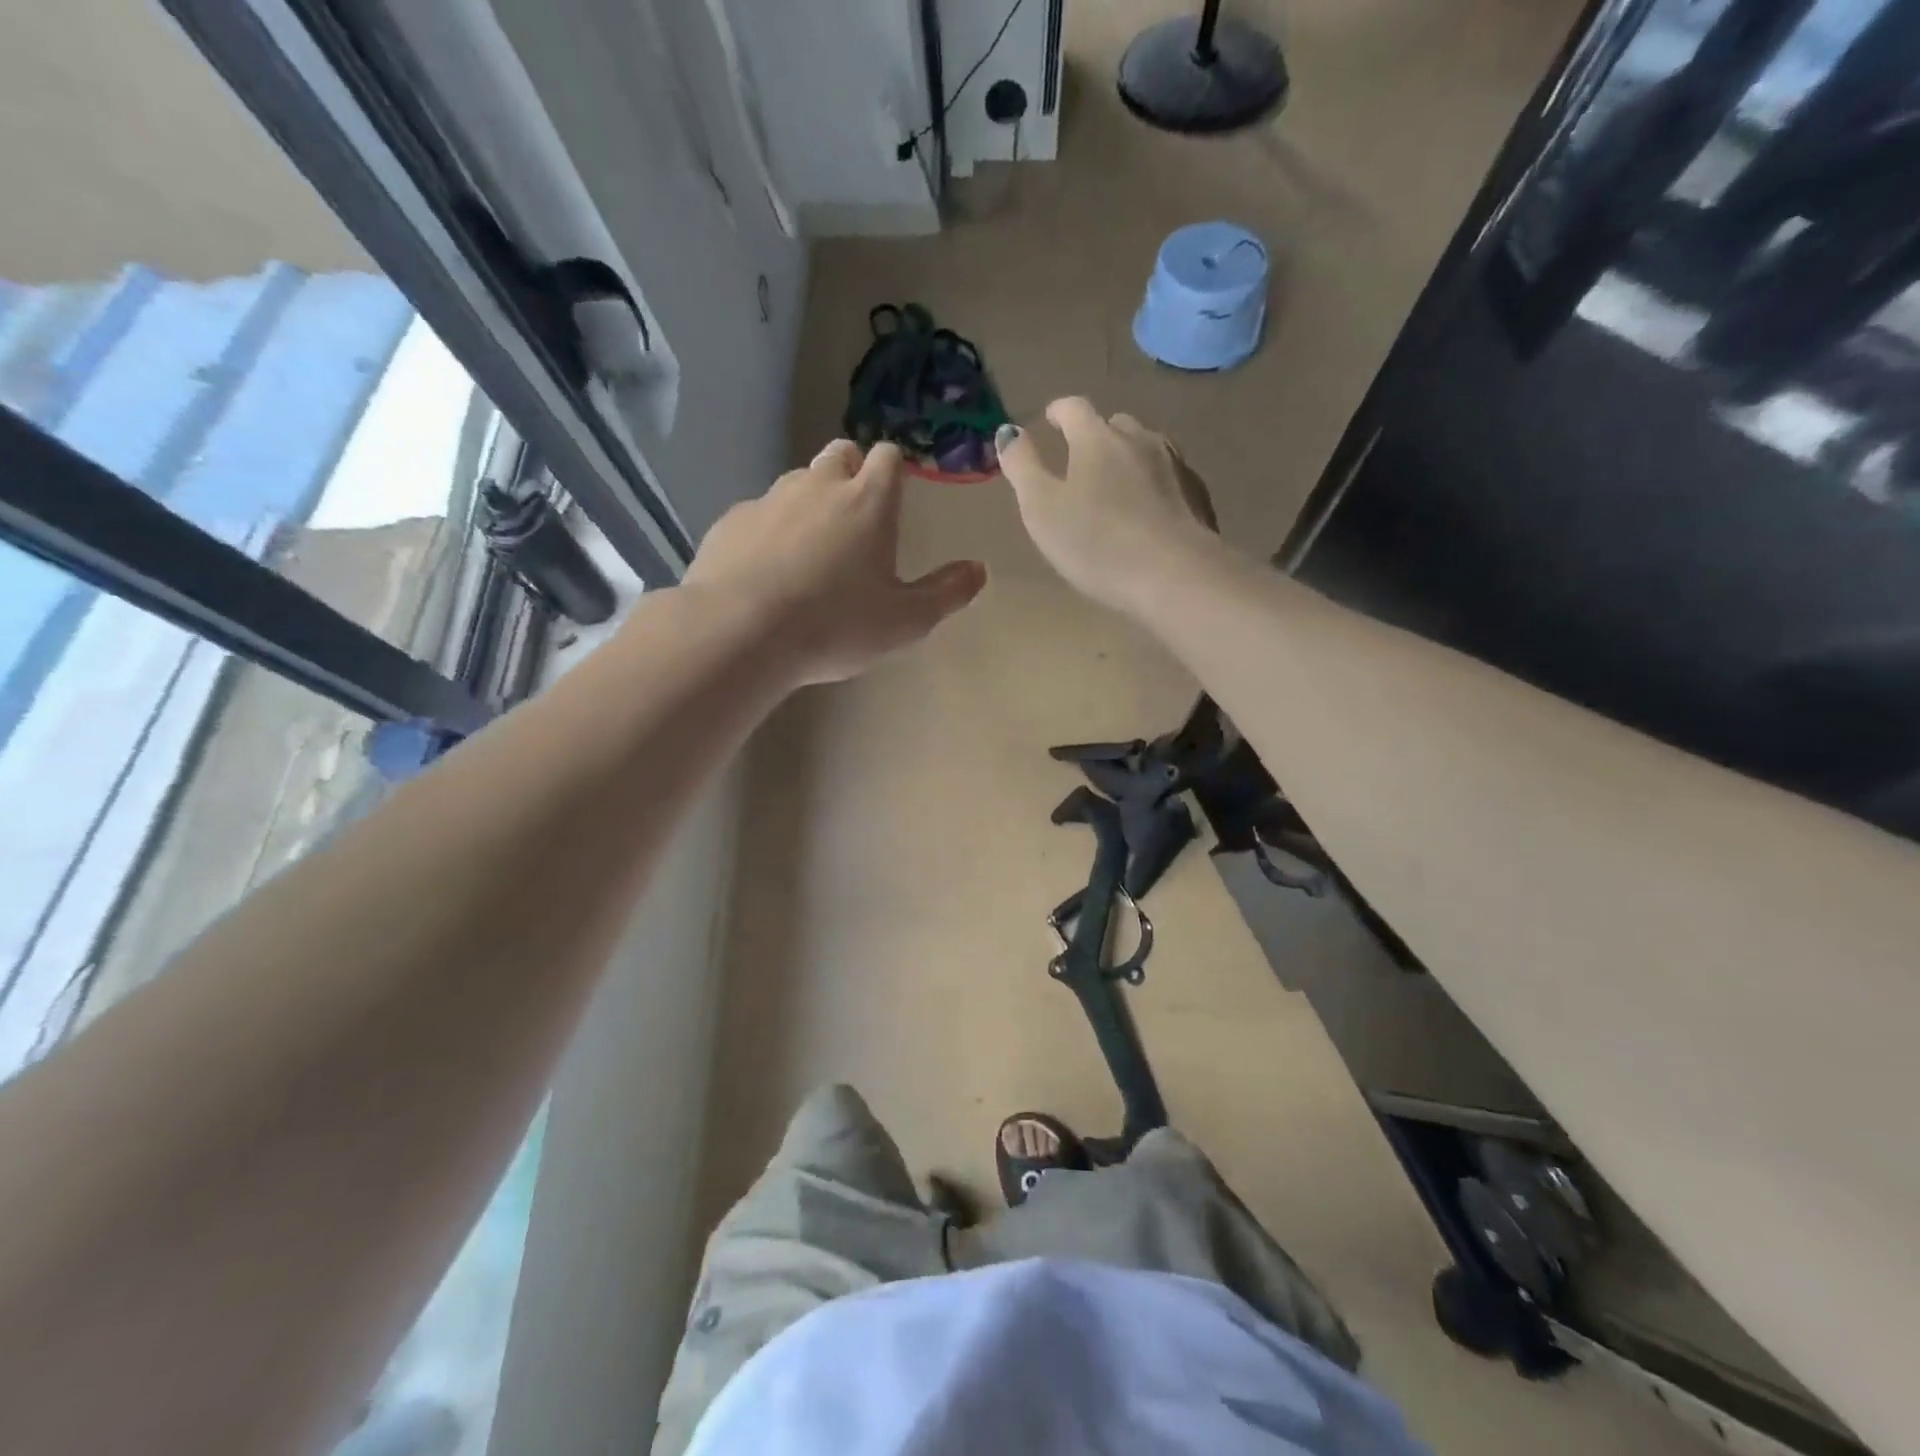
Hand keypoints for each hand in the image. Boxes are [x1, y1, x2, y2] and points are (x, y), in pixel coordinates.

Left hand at [684, 440, 986, 685]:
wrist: (741, 632)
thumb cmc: (835, 625)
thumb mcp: (906, 621)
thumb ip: (947, 593)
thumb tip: (980, 569)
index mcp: (868, 501)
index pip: (888, 456)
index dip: (895, 470)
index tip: (896, 495)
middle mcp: (819, 486)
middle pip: (840, 454)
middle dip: (852, 472)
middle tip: (857, 517)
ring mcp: (769, 499)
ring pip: (798, 482)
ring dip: (811, 501)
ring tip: (812, 549)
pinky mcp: (731, 521)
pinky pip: (759, 513)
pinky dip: (771, 529)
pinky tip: (769, 570)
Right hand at [995, 398, 1223, 615]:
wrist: (1175, 576)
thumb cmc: (1097, 544)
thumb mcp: (1042, 509)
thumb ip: (1022, 467)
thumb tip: (1008, 431)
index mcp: (1097, 439)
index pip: (1074, 408)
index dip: (1058, 412)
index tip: (1050, 421)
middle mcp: (1140, 439)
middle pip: (1115, 424)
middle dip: (1096, 436)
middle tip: (1081, 462)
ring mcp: (1175, 465)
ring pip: (1146, 448)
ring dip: (1128, 458)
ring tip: (1116, 486)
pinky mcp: (1198, 495)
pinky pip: (1169, 477)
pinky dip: (1154, 484)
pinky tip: (1148, 511)